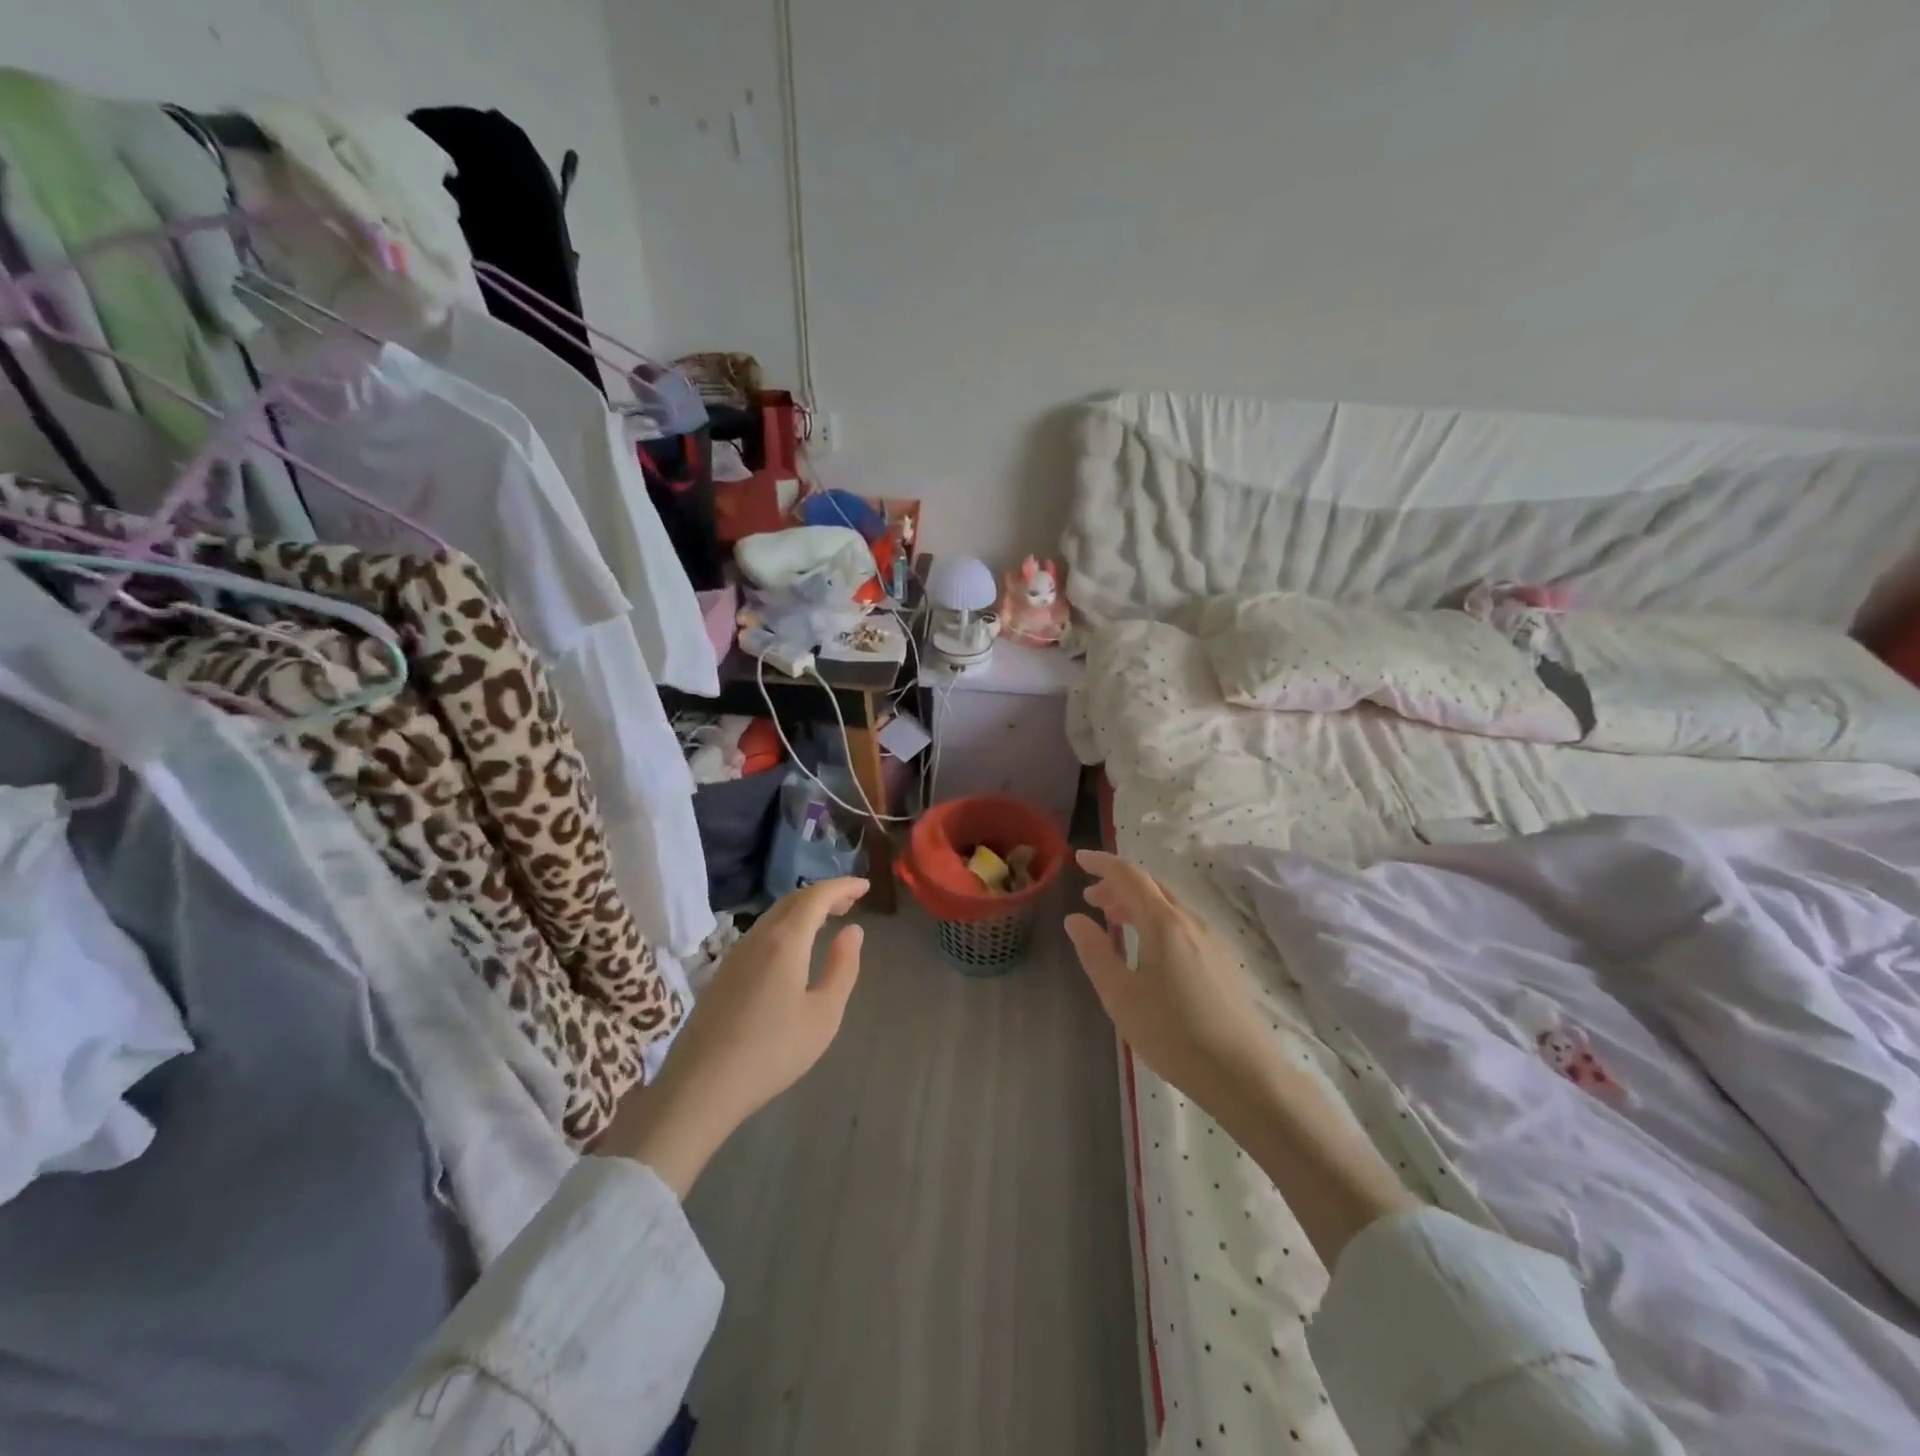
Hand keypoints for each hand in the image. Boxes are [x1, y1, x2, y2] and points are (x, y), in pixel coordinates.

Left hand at [598, 877, 868, 1194]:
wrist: (701, 1087)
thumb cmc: (772, 1052)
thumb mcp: (823, 1014)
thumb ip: (842, 967)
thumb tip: (852, 931)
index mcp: (785, 941)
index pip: (816, 896)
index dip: (843, 886)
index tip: (865, 885)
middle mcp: (757, 937)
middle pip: (793, 900)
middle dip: (824, 894)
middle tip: (851, 901)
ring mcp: (735, 954)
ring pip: (774, 915)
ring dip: (804, 910)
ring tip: (827, 921)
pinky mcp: (722, 973)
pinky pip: (761, 933)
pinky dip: (786, 926)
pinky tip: (794, 949)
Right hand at [1064, 850, 1414, 1263]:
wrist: (1245, 1075)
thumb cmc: (1174, 1035)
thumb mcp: (1121, 996)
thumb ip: (1095, 952)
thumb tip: (1076, 919)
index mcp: (1164, 923)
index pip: (1129, 876)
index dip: (1102, 863)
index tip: (1079, 859)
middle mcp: (1191, 922)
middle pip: (1151, 887)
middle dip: (1118, 885)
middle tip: (1091, 899)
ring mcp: (1212, 941)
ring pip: (1169, 906)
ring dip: (1138, 904)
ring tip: (1114, 922)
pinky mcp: (1223, 962)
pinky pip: (1183, 925)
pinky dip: (1156, 921)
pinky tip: (1148, 950)